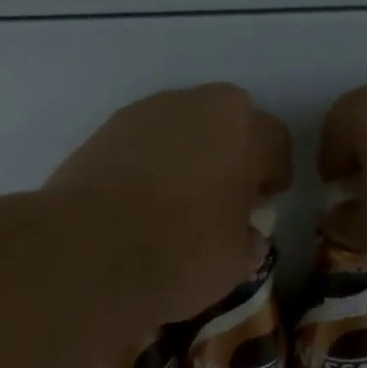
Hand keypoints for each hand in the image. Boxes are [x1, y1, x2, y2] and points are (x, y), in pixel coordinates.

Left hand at [46, 85, 292, 326]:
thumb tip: (246, 236)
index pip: (276, 143)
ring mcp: (145, 113)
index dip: (274, 175)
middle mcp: (197, 105)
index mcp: (244, 130)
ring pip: (182, 126)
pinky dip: (147, 162)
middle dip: (231, 152)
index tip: (262, 203)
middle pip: (228, 121)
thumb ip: (248, 240)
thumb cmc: (182, 254)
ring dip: (187, 153)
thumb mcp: (235, 262)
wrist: (90, 252)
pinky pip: (142, 141)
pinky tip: (138, 200)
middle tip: (222, 195)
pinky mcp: (104, 130)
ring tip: (175, 199)